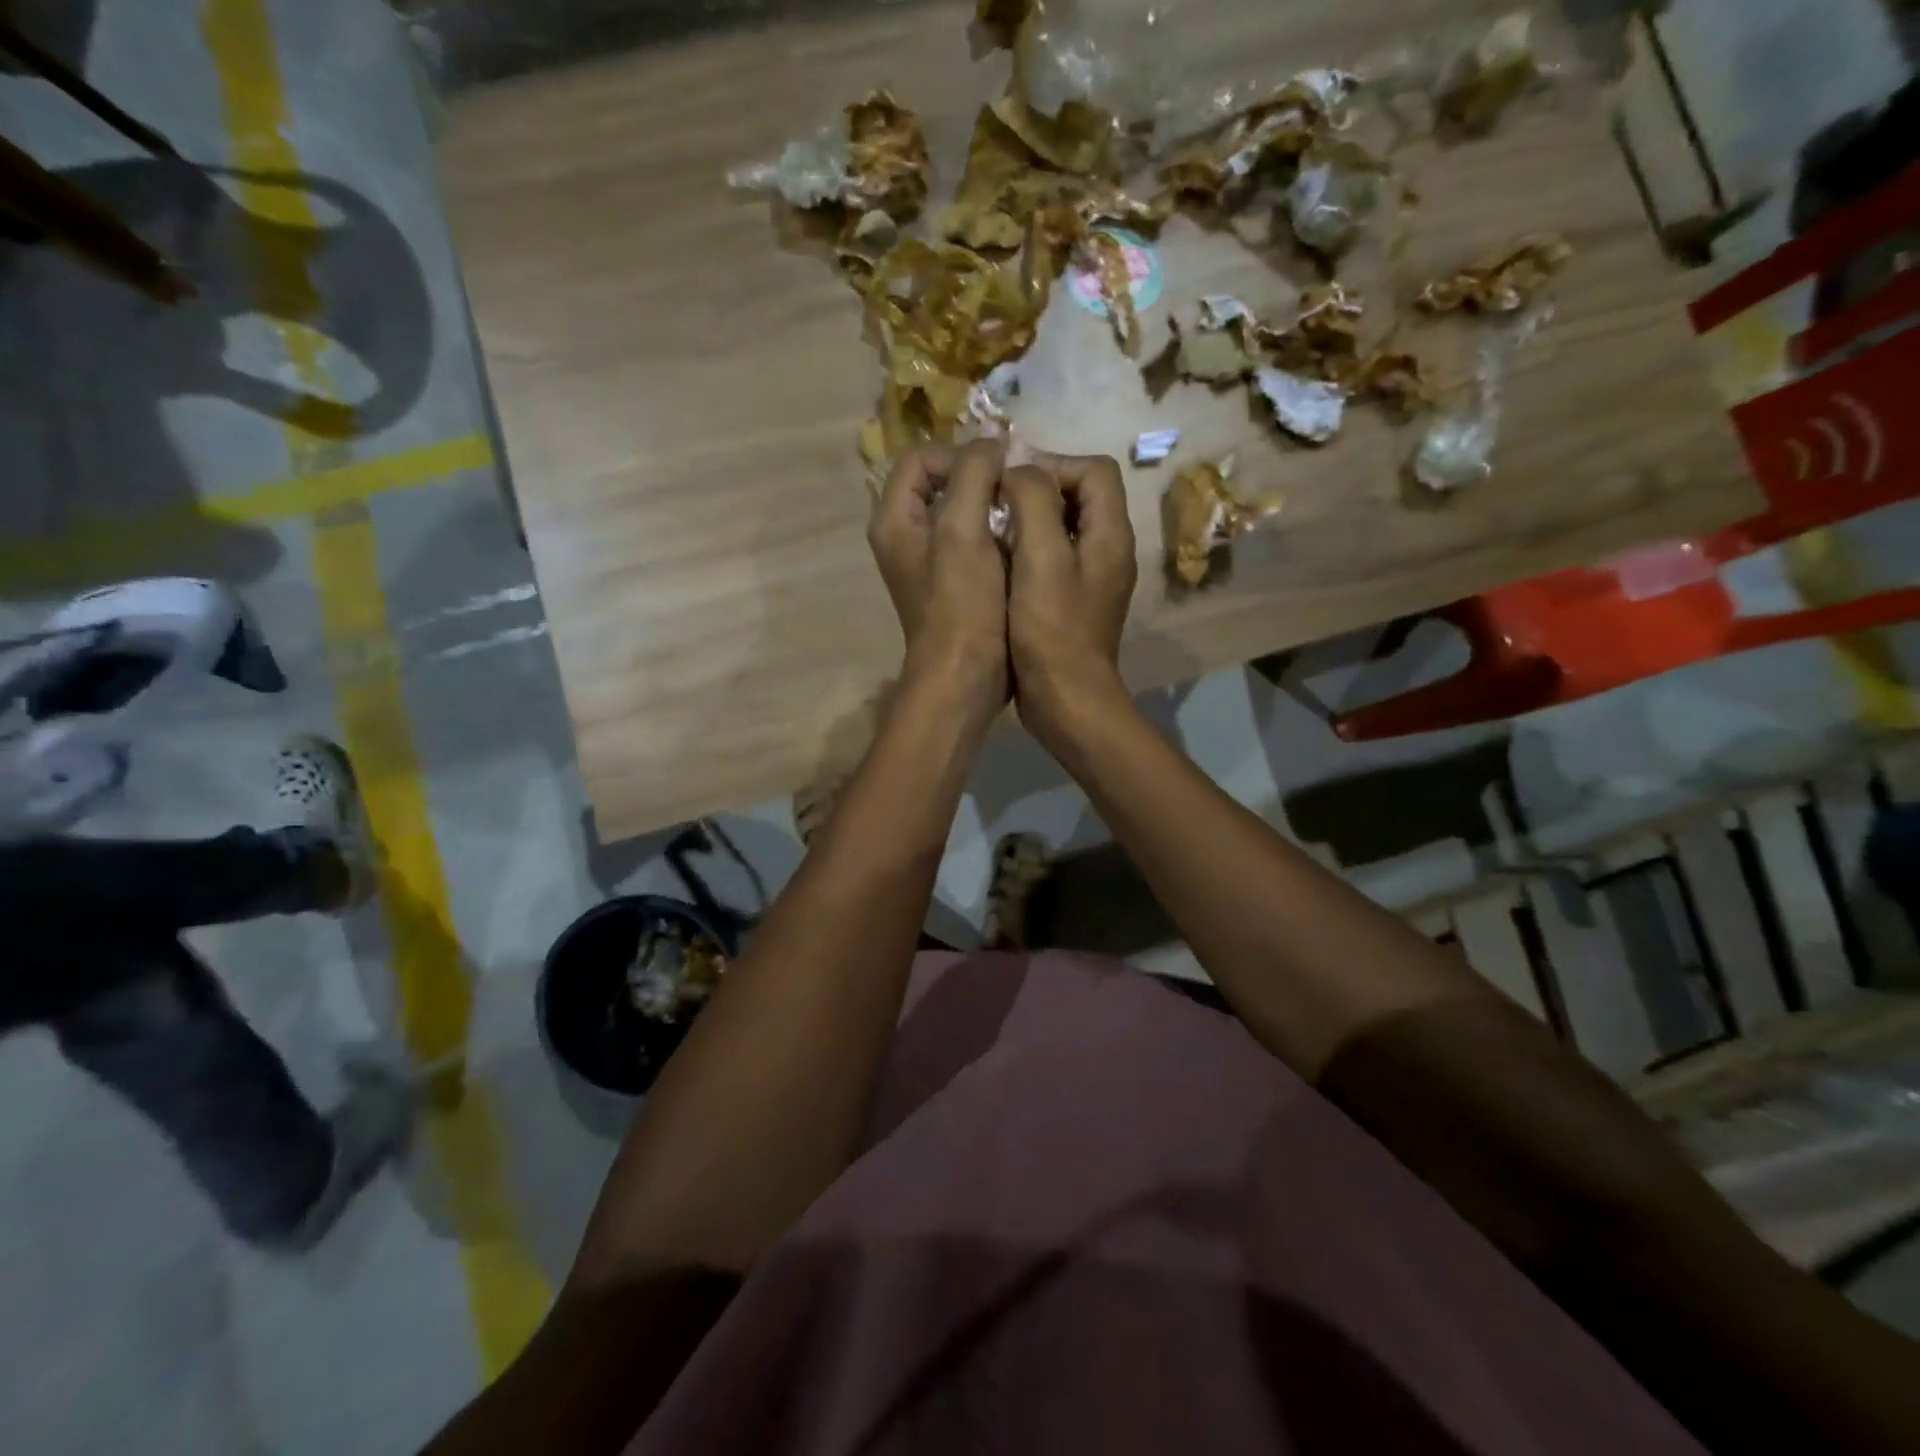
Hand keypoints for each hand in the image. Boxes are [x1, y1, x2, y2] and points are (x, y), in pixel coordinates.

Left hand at [868, 440, 1009, 728]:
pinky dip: (995, 534)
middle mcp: (904, 536)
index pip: (920, 458)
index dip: (960, 455)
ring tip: (1021, 514)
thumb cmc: (962, 603)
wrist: (964, 675)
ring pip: (960, 511)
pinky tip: (1020, 543)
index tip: (998, 472)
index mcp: (894, 520)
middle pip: (940, 482)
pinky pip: (972, 540)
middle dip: (980, 479)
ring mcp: (928, 561)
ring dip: (991, 507)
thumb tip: (992, 444)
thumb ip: (974, 474)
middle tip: (1015, 490)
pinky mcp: (951, 582)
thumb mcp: (964, 530)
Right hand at [1002, 453, 1137, 753]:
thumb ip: (1033, 502)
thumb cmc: (1052, 630)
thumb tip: (1019, 471)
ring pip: (1064, 527)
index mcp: (1110, 534)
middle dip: (1038, 490)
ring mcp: (1093, 579)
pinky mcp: (1075, 602)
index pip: (1095, 470)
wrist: (1066, 699)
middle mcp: (1109, 550)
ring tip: (994, 530)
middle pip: (1081, 496)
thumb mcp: (1040, 558)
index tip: (1011, 483)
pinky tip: (1001, 565)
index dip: (1053, 464)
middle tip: (998, 504)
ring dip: (1030, 521)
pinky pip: (1055, 559)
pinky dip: (1029, 551)